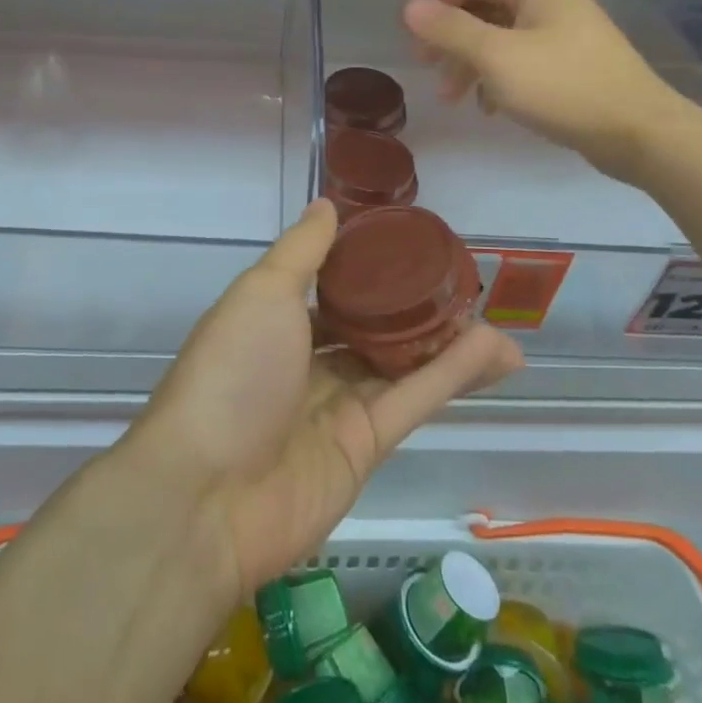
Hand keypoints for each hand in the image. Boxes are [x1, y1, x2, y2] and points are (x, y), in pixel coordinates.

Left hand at [133, 200, 523, 597]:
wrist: (206, 497)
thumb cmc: (231, 373)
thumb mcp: (262, 293)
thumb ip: (302, 250)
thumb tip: (327, 204)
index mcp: (274, 323)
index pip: (330, 290)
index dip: (369, 272)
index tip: (410, 250)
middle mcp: (305, 364)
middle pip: (371, 331)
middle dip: (415, 313)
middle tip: (464, 290)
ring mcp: (336, 409)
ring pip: (402, 366)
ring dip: (448, 344)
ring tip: (495, 322)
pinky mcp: (365, 449)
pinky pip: (413, 400)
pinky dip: (452, 375)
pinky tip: (493, 349)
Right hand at [402, 0, 694, 185]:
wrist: (638, 132)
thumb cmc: (564, 86)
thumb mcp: (498, 57)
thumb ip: (451, 30)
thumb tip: (409, 7)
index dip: (436, 0)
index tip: (411, 33)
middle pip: (484, 8)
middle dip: (450, 37)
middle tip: (425, 66)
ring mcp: (563, 32)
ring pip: (500, 37)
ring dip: (469, 63)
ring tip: (451, 97)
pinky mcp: (569, 63)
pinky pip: (520, 60)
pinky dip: (496, 78)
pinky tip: (488, 107)